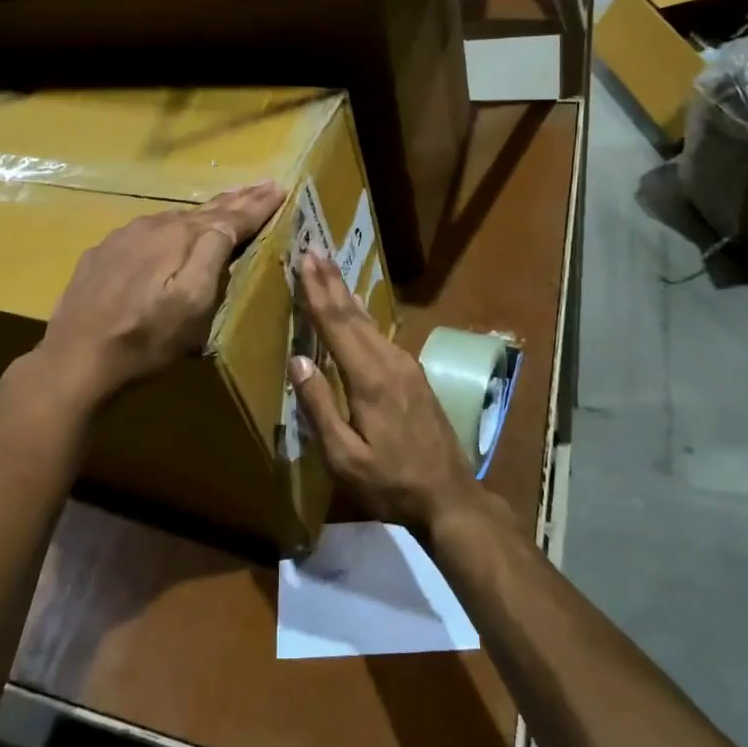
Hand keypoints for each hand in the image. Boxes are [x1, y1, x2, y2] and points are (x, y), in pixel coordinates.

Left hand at [37, 181, 284, 404]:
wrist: (75, 358)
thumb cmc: (146, 338)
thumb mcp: (192, 305)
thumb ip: (212, 256)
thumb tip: (228, 222)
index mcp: (181, 237)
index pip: (230, 216)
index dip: (257, 205)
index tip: (280, 188)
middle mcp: (153, 226)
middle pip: (203, 210)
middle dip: (236, 199)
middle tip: (262, 185)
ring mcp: (123, 237)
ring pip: (174, 219)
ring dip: (204, 212)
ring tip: (226, 204)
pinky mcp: (102, 254)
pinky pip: (146, 232)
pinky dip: (169, 229)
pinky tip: (170, 232)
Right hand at [289, 251, 481, 533]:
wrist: (450, 496)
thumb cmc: (391, 483)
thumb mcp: (344, 458)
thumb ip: (320, 407)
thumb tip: (298, 360)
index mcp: (369, 379)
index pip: (337, 324)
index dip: (318, 292)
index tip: (305, 259)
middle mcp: (390, 362)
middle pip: (354, 314)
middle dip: (331, 281)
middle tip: (314, 250)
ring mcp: (407, 366)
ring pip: (369, 322)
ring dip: (346, 294)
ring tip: (329, 270)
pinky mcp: (414, 375)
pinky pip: (380, 335)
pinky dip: (361, 315)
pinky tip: (356, 309)